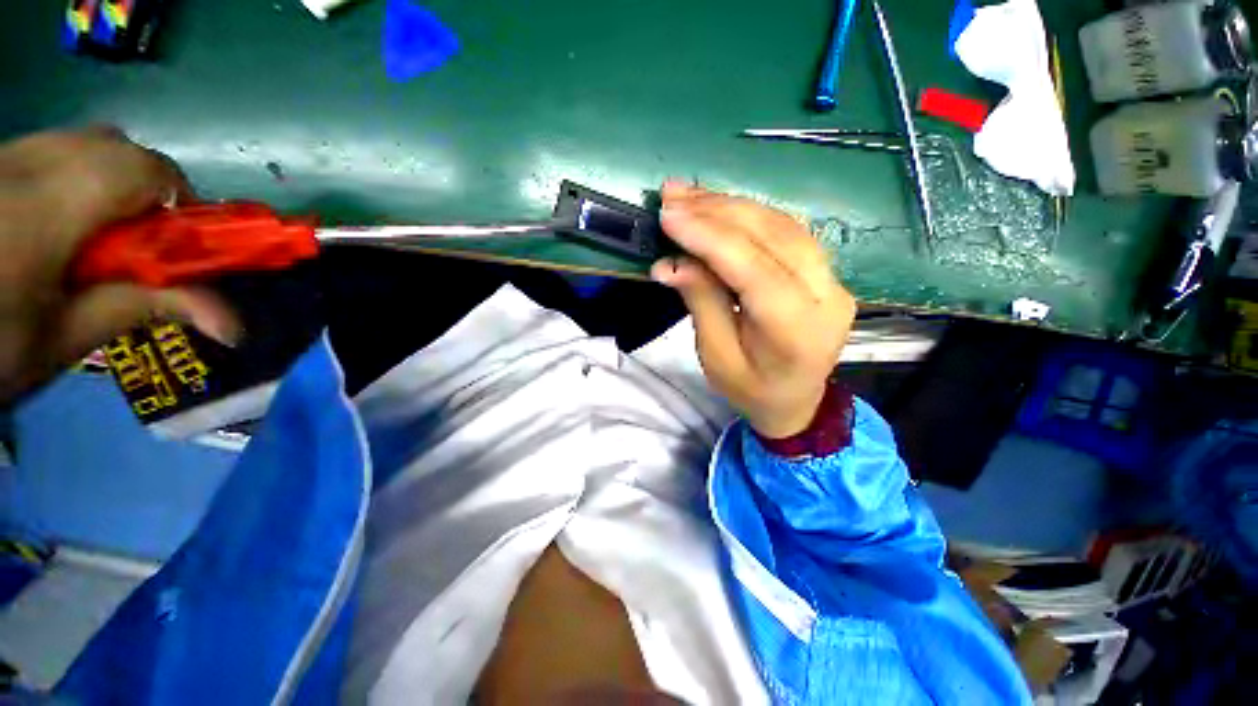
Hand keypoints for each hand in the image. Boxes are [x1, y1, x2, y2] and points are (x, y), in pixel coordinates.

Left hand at [0, 127, 236, 401]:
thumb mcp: (64, 339)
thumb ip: (141, 308)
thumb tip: (234, 324)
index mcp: (48, 207)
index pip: (145, 172)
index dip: (180, 203)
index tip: (185, 248)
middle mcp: (27, 164)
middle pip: (116, 148)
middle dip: (146, 191)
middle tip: (139, 244)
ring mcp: (3, 157)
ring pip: (84, 143)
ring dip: (111, 183)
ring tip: (97, 235)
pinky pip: (52, 151)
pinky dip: (75, 178)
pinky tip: (57, 223)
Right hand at [651, 182, 854, 438]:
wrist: (796, 401)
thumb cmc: (752, 389)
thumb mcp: (716, 357)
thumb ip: (701, 303)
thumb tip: (670, 263)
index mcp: (797, 333)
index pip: (755, 271)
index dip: (710, 238)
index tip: (669, 215)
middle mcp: (827, 296)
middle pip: (773, 236)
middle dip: (717, 211)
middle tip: (672, 195)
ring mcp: (832, 279)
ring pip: (782, 224)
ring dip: (731, 205)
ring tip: (688, 196)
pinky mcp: (825, 270)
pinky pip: (787, 230)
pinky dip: (748, 214)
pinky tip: (718, 207)